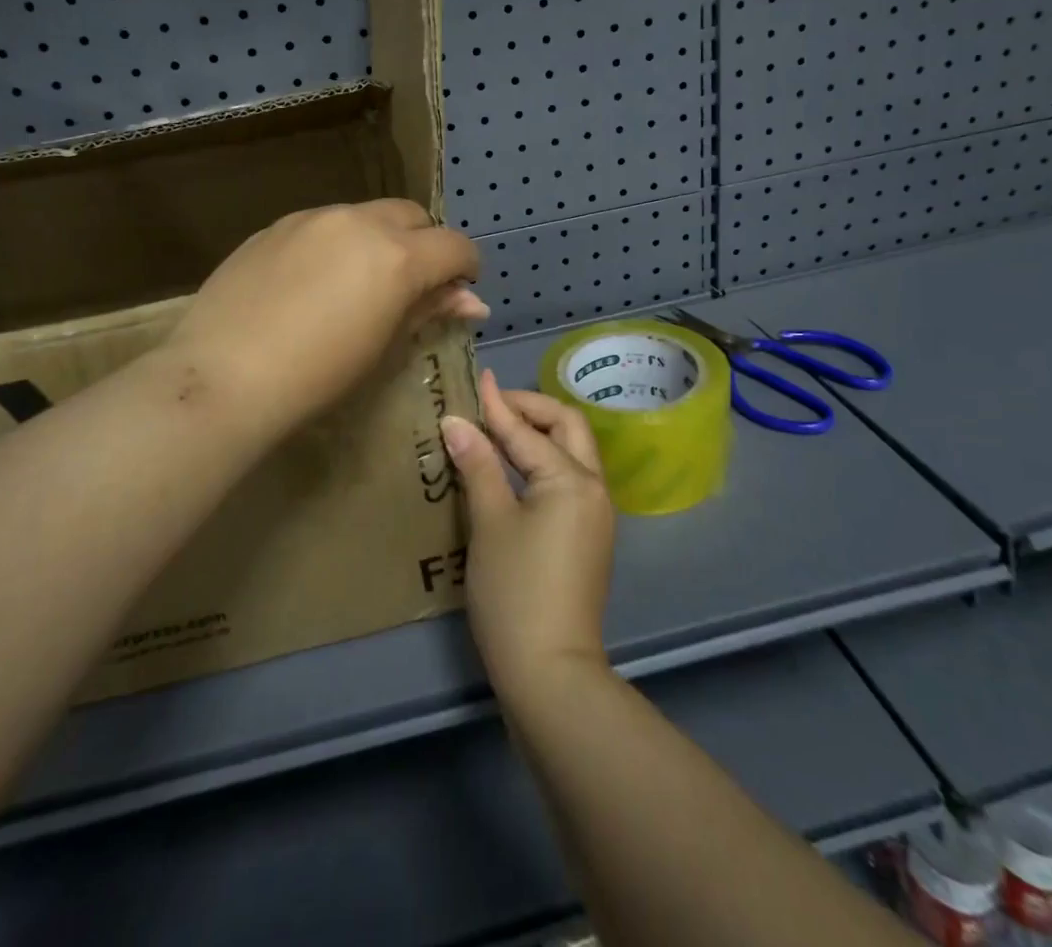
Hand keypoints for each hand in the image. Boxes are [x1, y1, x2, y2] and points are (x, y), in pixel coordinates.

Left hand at [167, 199, 485, 440]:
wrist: (224, 376)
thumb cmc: (317, 378)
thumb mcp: (384, 347)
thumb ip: (428, 311)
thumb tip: (471, 301)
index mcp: (397, 256)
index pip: (455, 245)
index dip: (465, 268)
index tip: (457, 292)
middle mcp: (359, 222)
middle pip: (412, 216)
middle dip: (424, 244)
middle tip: (410, 286)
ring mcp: (312, 218)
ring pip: (365, 215)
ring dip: (378, 240)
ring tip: (356, 284)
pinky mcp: (275, 225)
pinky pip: (322, 224)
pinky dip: (336, 243)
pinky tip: (311, 282)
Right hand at [440, 370, 616, 699]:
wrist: (550, 672)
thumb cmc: (515, 591)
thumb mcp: (490, 523)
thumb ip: (478, 465)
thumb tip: (456, 422)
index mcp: (572, 480)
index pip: (528, 430)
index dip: (498, 404)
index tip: (477, 379)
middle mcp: (593, 489)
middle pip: (567, 428)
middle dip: (531, 409)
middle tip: (492, 405)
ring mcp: (594, 515)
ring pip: (571, 453)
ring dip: (538, 434)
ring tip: (497, 430)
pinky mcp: (586, 537)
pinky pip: (568, 480)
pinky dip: (542, 462)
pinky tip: (512, 469)